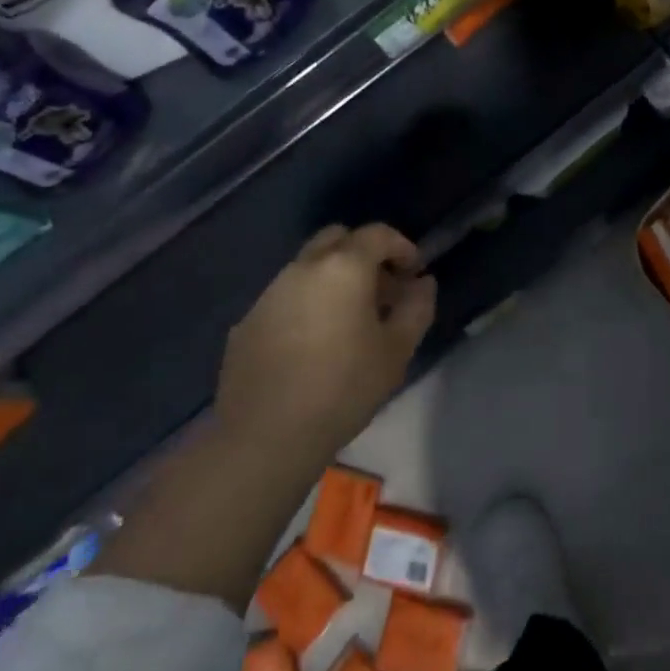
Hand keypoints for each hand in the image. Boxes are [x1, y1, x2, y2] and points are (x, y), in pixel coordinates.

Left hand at [216, 224, 435, 457]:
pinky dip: (306, 305)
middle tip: (381, 290)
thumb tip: (422, 283)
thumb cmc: (343, 389)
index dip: (402, 247)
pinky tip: (313, 345)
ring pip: (308, 267)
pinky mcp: (247, 321)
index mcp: (343, 267)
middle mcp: (303, 268)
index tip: (414, 273)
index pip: (377, 234)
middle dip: (364, 253)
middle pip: (337, 239)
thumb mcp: (397, 351)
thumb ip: (417, 308)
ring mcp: (269, 293)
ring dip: (333, 279)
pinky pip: (285, 297)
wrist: (265, 437)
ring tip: (349, 321)